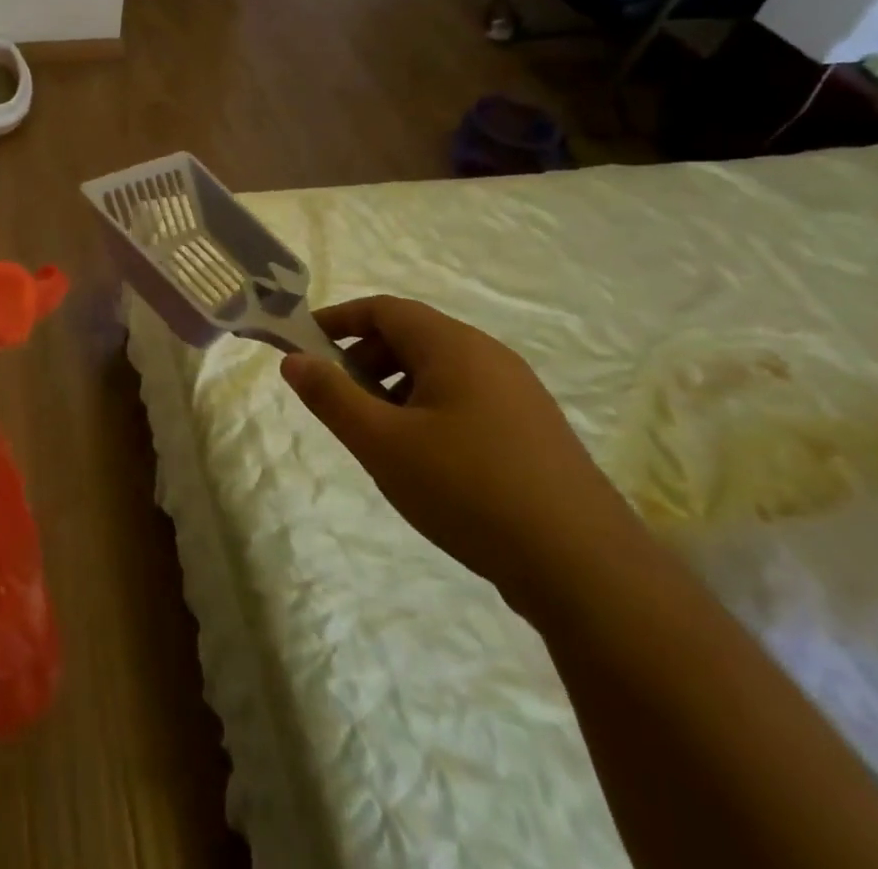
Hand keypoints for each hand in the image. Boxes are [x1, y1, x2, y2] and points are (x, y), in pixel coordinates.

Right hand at [281, 296, 648, 615]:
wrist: (585, 568)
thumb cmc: (468, 489)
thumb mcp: (382, 443)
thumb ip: (331, 396)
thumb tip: (293, 358)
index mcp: (453, 346)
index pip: (384, 309)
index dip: (339, 320)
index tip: (304, 344)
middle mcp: (489, 356)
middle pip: (412, 336)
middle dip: (365, 358)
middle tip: (337, 397)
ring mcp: (518, 393)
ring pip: (439, 371)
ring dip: (396, 387)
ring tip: (377, 434)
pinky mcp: (533, 431)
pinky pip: (466, 399)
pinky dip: (428, 409)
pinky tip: (425, 460)